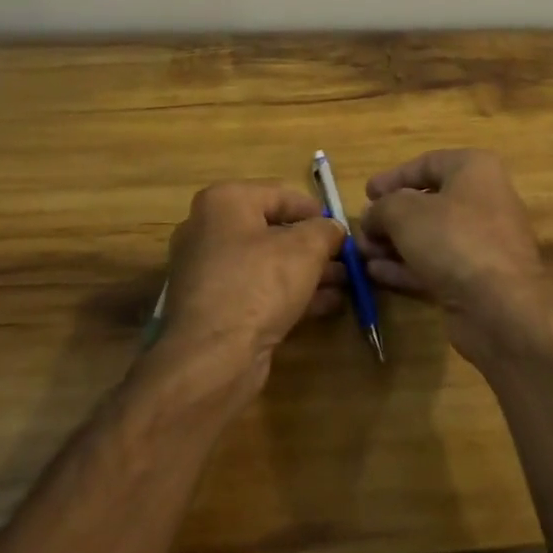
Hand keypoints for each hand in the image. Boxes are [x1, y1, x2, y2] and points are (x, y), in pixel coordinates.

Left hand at [159, 182, 346, 390]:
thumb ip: (326, 230)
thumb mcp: (306, 248)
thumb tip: (334, 228)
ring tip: (344, 284)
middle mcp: (208, 230)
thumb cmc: (259, 283)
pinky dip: (289, 294)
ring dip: (307, 273)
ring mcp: (206, 272)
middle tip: (345, 259)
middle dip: (313, 247)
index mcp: (224, 202)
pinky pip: (257, 290)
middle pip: (272, 231)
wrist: (213, 357)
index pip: (279, 195)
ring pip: (267, 264)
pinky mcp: (212, 308)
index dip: (315, 211)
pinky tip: (325, 305)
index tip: (341, 228)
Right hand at [357, 149, 552, 367]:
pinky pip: (435, 265)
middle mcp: (482, 201)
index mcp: (474, 170)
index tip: (367, 193)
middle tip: (362, 229)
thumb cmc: (454, 239)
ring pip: (429, 237)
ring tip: (361, 253)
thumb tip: (372, 216)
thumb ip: (382, 208)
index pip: (428, 163)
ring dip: (393, 244)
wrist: (501, 306)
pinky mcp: (476, 279)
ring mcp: (481, 243)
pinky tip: (376, 273)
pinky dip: (406, 267)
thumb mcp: (404, 212)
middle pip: (427, 202)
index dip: (394, 177)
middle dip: (390, 217)